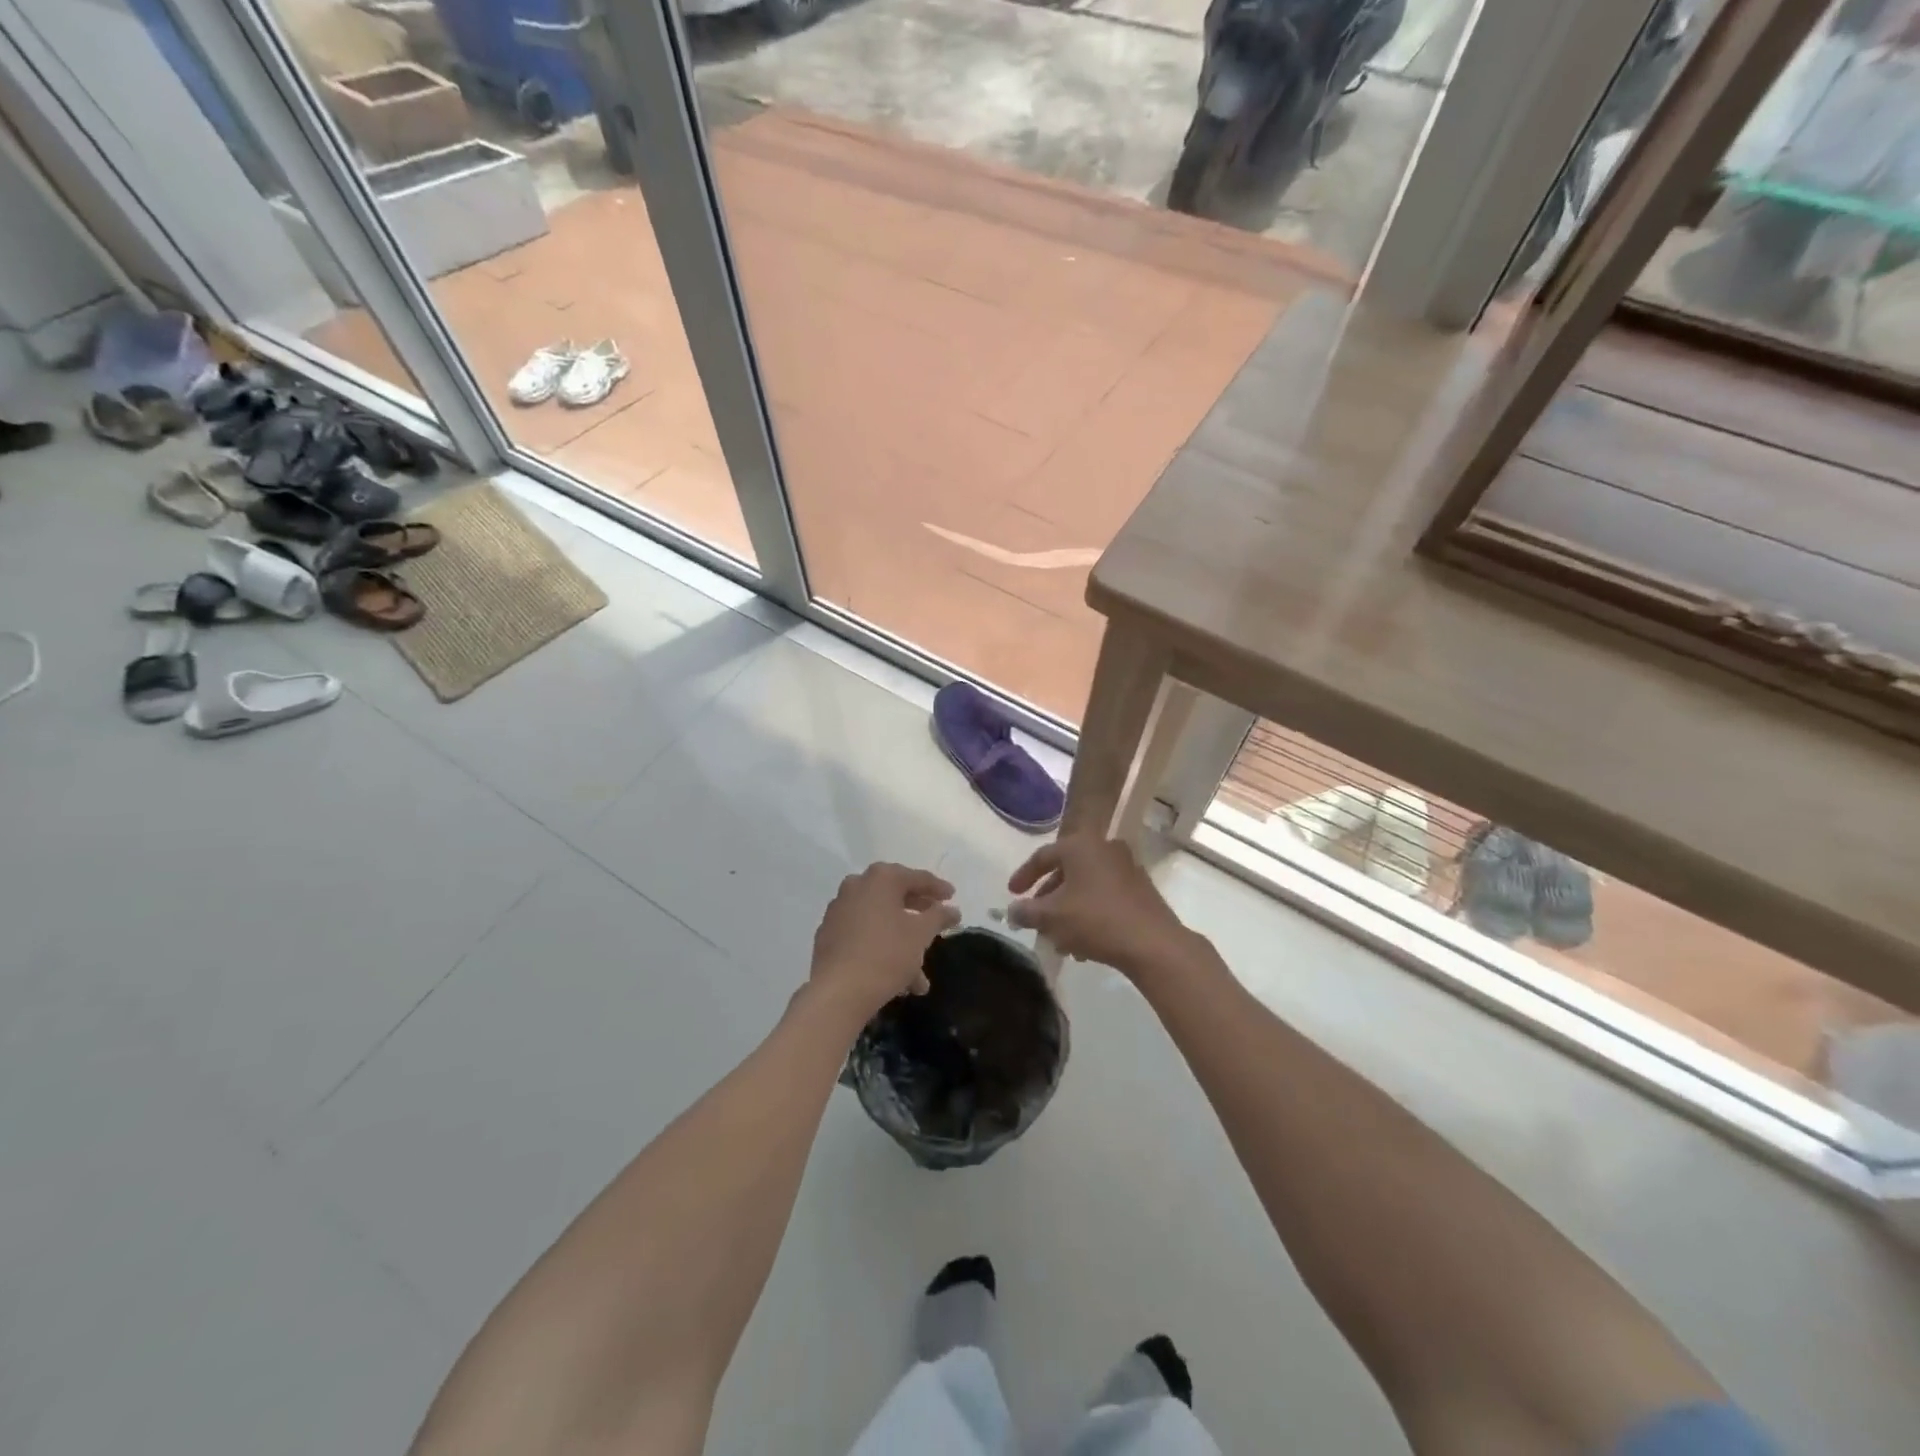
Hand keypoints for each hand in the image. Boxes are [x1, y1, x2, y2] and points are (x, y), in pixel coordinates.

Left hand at [809, 863, 960, 1016]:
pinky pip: (863, 934)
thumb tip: (952, 910)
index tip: (953, 898)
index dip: (938, 888)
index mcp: (880, 878)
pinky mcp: (828, 934)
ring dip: (902, 941)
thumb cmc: (886, 954)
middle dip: (919, 914)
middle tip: (937, 922)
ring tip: (920, 975)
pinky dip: (881, 947)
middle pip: (895, 896)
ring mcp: (839, 910)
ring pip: (880, 920)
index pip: (917, 878)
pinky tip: (896, 975)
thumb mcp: (921, 934)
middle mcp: (856, 886)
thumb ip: (939, 916)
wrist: (837, 991)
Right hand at [1006, 835, 1197, 980]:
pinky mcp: (1142, 889)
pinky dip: (1089, 913)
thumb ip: (1026, 911)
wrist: (1153, 943)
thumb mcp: (1051, 917)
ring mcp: (1127, 868)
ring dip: (1068, 909)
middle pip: (1067, 871)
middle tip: (1036, 918)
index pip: (1043, 856)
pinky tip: (1083, 943)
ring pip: (1086, 886)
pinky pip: (1105, 896)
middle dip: (1048, 897)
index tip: (1012, 894)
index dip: (1023, 876)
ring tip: (1059, 938)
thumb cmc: (1095, 920)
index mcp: (1080, 846)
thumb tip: (1012, 911)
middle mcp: (1105, 848)